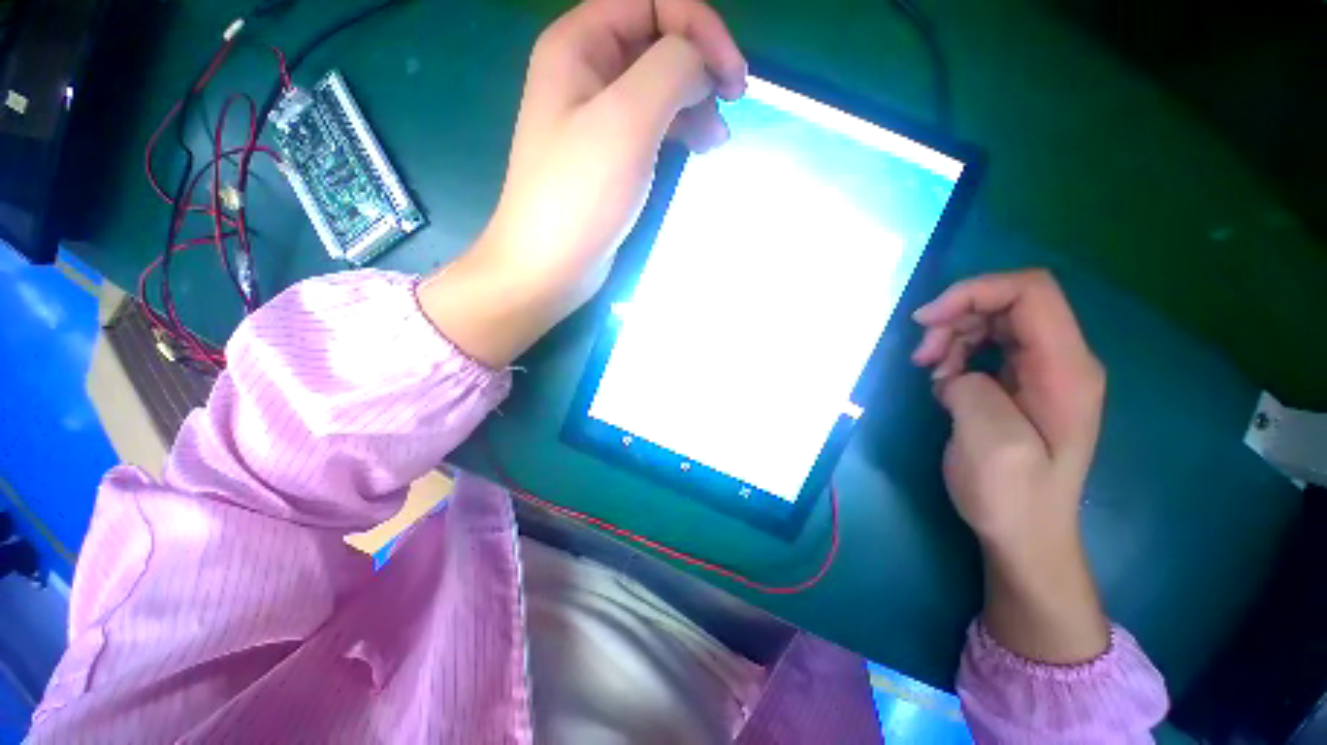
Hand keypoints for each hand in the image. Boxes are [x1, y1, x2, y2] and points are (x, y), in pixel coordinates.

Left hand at [419, 0, 745, 367]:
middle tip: (731, 101)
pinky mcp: (611, 155)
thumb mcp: (627, 120)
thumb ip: (671, 69)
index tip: (731, 78)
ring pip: (660, 84)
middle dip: (700, 63)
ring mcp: (599, 116)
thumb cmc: (581, 195)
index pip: (652, 1)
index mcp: (579, 45)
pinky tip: (700, 147)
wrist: (550, 265)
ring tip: (718, 136)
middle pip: (658, 40)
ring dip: (696, 99)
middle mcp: (586, 71)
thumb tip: (701, 62)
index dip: (699, 26)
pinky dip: (681, 129)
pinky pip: (653, 123)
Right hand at [912, 269, 1109, 663]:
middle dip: (956, 317)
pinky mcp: (1023, 384)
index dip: (974, 291)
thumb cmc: (1012, 496)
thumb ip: (971, 389)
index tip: (926, 321)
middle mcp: (1063, 361)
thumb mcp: (990, 442)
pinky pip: (988, 347)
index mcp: (1067, 369)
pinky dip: (956, 355)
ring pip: (994, 322)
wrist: (1028, 536)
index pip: (1030, 291)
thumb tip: (955, 373)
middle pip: (1010, 302)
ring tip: (931, 374)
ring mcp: (1044, 372)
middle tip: (921, 356)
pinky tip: (944, 384)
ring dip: (952, 338)